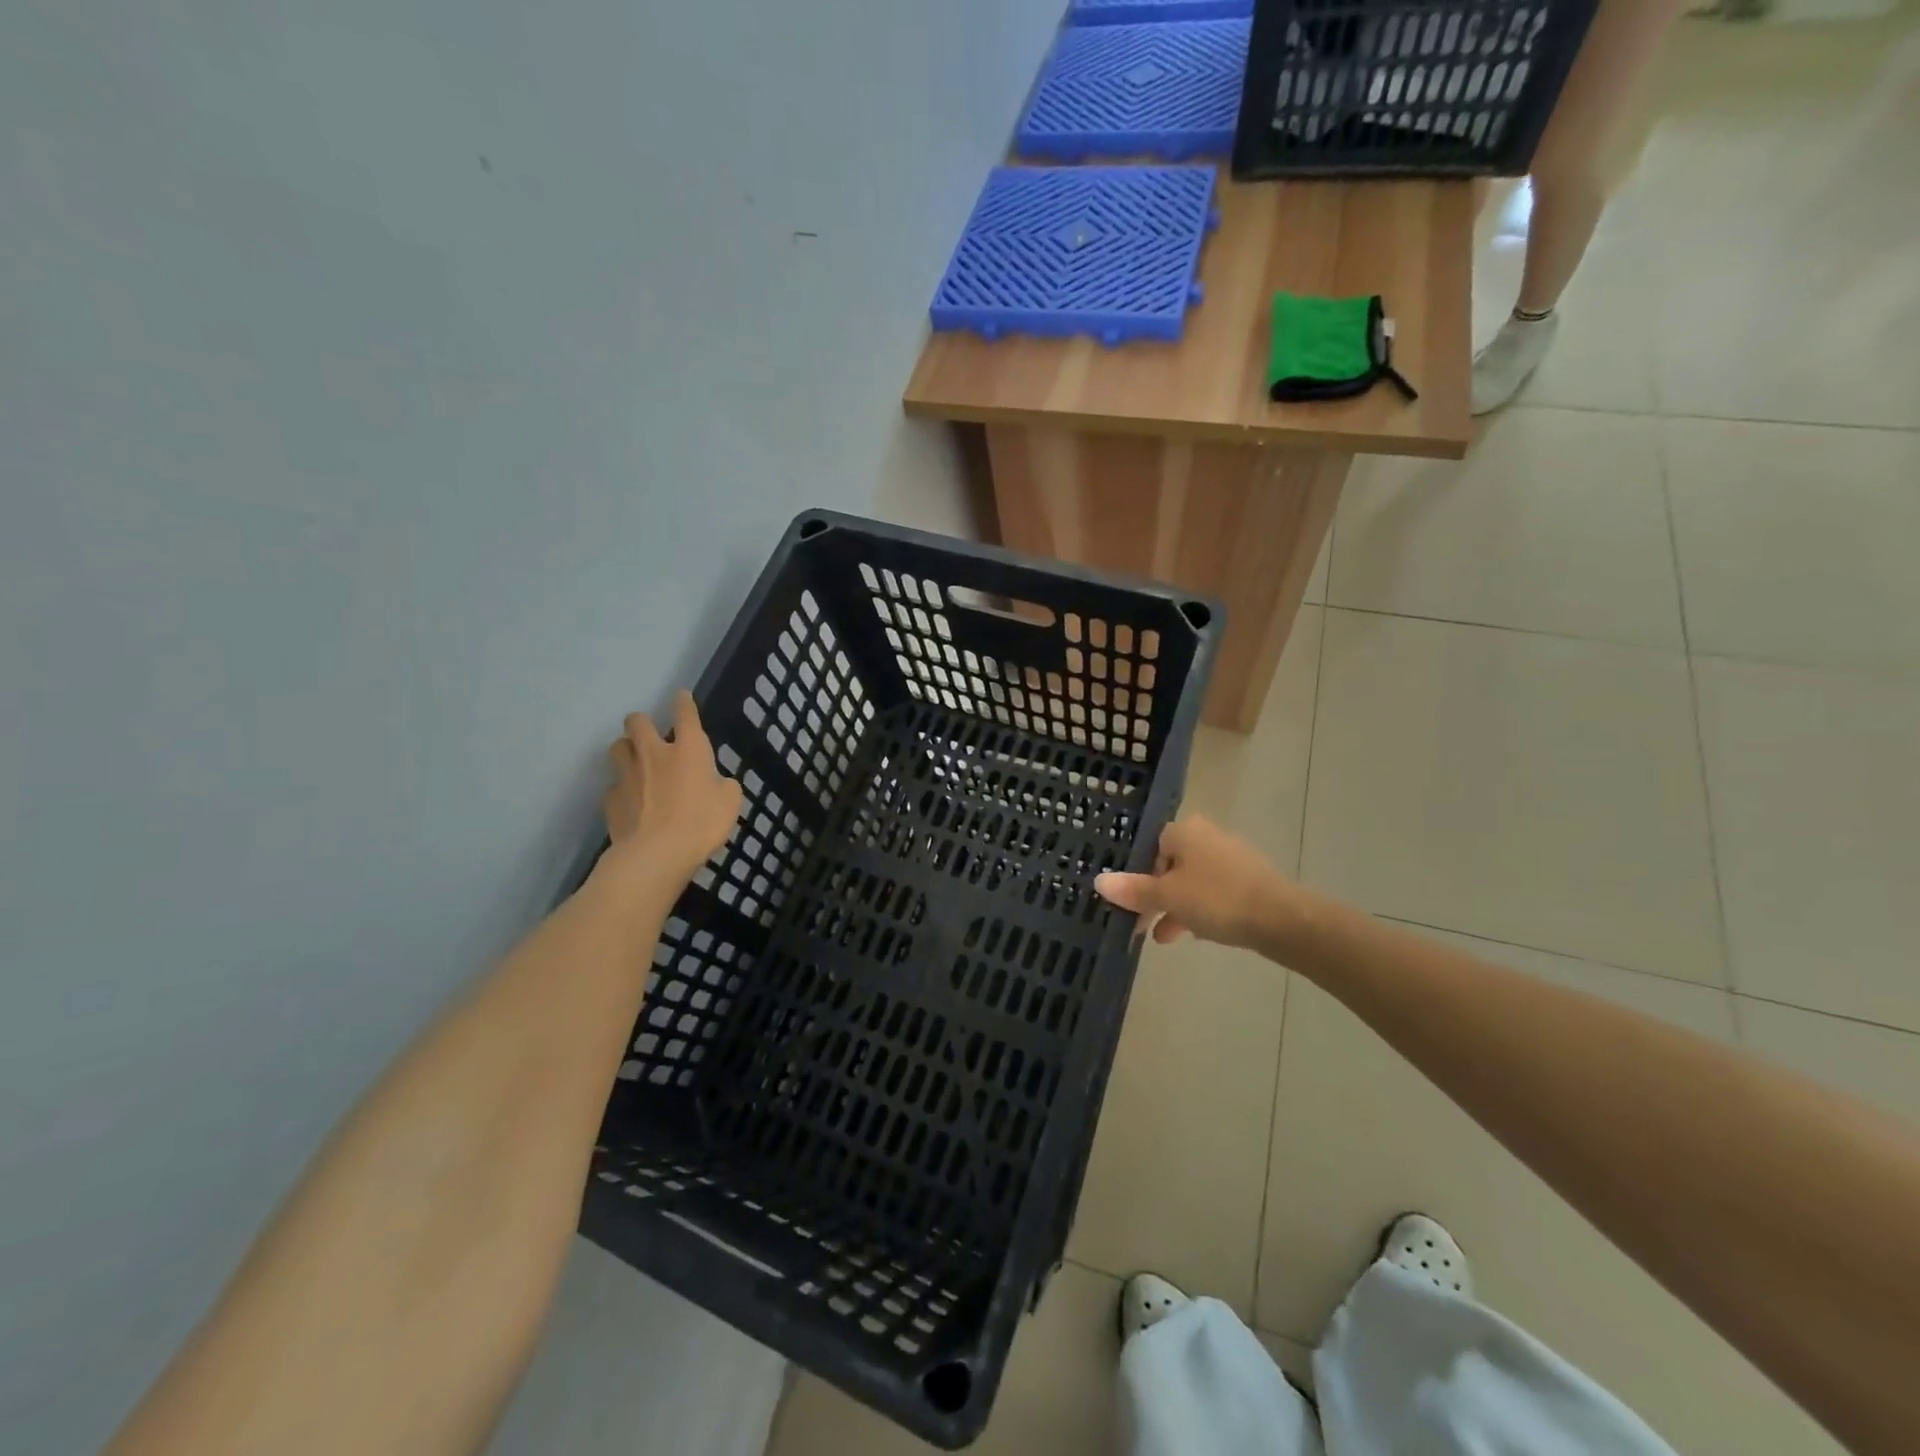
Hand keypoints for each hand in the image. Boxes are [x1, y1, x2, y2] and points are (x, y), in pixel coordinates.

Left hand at [603, 692, 742, 879]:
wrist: (656, 854)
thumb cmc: (701, 823)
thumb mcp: (730, 802)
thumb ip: (723, 785)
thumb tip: (715, 782)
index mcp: (688, 750)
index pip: (685, 714)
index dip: (683, 703)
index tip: (681, 697)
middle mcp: (653, 754)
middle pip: (637, 721)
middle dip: (642, 723)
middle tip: (651, 735)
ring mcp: (627, 775)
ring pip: (617, 747)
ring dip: (627, 750)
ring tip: (636, 763)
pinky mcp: (611, 800)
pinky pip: (614, 786)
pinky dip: (622, 790)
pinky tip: (631, 803)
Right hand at [1095, 816, 1294, 951]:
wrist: (1281, 919)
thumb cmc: (1217, 899)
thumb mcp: (1168, 896)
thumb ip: (1134, 890)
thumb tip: (1099, 880)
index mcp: (1185, 831)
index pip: (1151, 844)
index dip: (1138, 872)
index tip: (1132, 900)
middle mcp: (1208, 836)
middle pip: (1171, 864)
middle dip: (1156, 895)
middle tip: (1143, 923)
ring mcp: (1232, 857)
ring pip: (1192, 881)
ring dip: (1176, 907)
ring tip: (1165, 938)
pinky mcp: (1250, 880)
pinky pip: (1214, 892)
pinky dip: (1201, 910)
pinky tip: (1197, 935)